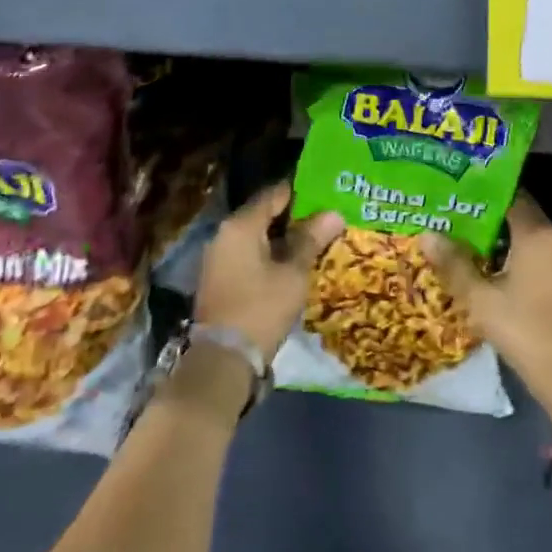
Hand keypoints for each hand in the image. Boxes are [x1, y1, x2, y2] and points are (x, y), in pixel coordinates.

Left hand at [193, 181, 343, 361]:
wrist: (222, 359)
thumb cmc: (261, 308)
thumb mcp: (293, 274)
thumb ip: (311, 240)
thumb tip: (334, 213)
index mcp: (240, 225)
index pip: (274, 194)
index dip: (301, 192)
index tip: (326, 195)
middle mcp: (224, 234)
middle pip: (263, 214)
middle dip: (294, 217)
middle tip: (325, 220)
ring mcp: (218, 257)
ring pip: (256, 236)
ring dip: (282, 238)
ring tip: (313, 242)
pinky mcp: (218, 278)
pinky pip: (247, 254)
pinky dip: (269, 254)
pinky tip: (291, 264)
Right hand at [419, 192, 551, 425]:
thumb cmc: (525, 331)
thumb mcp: (481, 300)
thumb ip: (454, 265)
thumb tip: (426, 234)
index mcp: (538, 235)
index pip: (513, 195)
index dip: (486, 191)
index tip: (460, 191)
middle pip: (521, 216)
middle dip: (490, 216)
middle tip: (457, 216)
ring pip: (531, 239)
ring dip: (504, 239)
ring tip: (470, 242)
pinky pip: (541, 257)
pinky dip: (519, 256)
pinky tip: (495, 270)